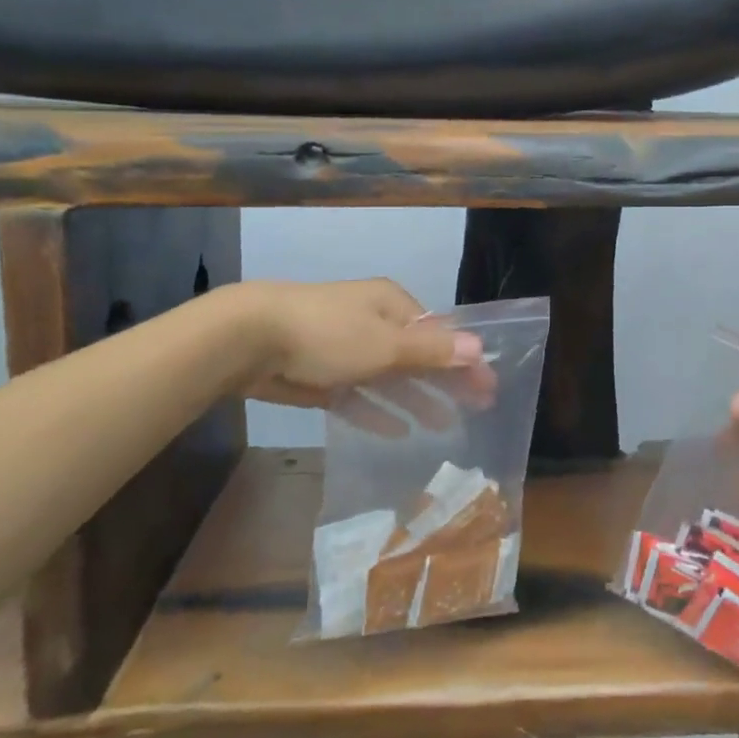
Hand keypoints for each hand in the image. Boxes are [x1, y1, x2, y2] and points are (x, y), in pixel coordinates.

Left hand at [231, 279, 494, 435]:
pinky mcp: (322, 375)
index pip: (440, 335)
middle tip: (475, 409)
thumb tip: (479, 348)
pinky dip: (379, 411)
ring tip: (444, 425)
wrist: (250, 339)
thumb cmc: (328, 333)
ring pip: (391, 378)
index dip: (466, 361)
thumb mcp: (386, 343)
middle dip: (446, 382)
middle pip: (418, 356)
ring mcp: (347, 349)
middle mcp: (373, 323)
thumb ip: (431, 351)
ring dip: (417, 399)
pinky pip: (360, 396)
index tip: (488, 388)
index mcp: (392, 305)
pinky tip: (398, 432)